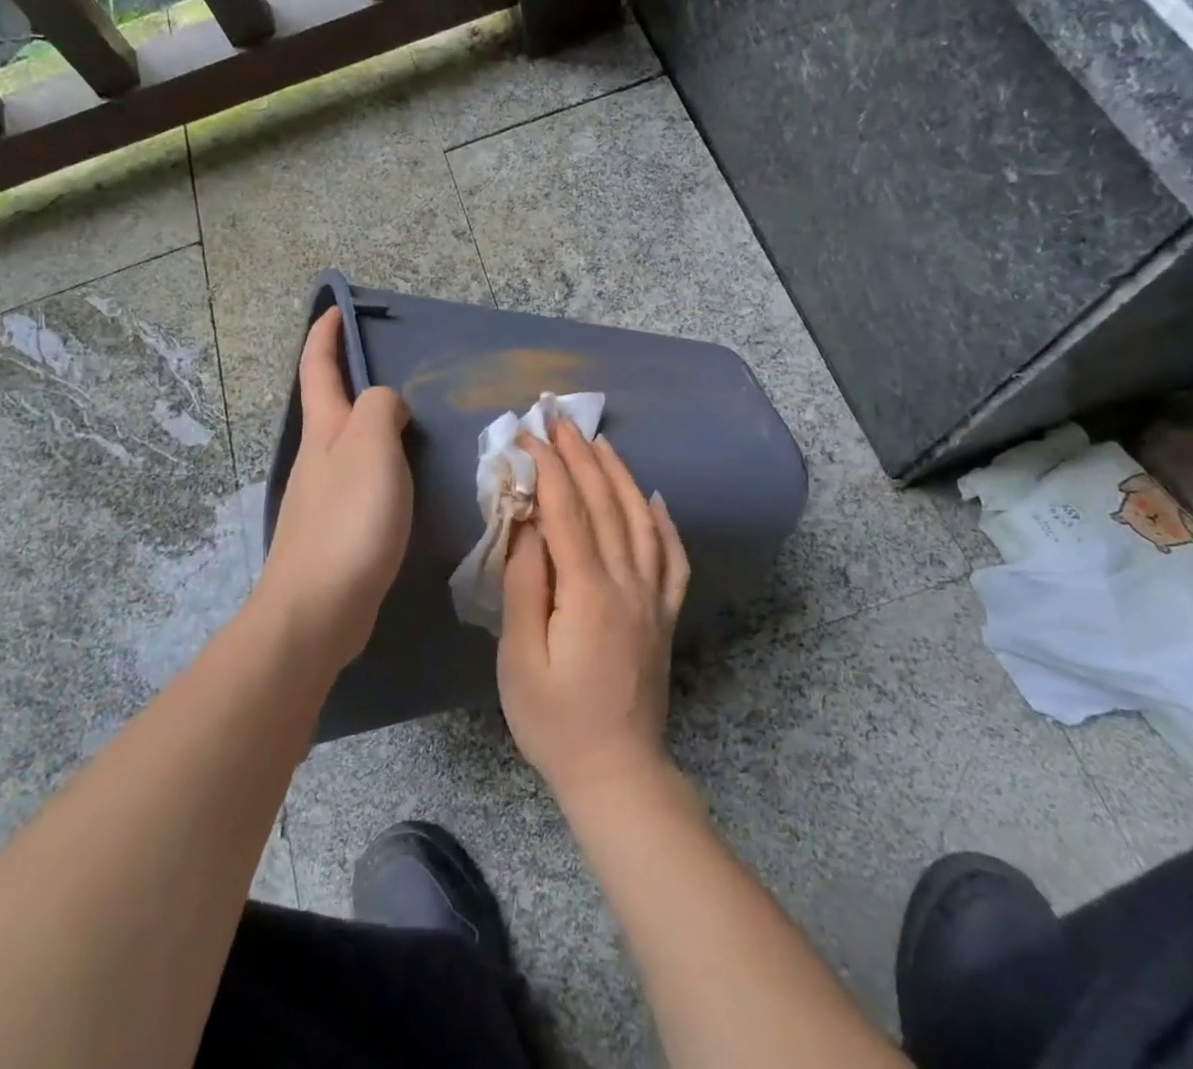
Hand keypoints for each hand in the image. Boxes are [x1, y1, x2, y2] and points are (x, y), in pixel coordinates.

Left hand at [257, 307, 411, 671]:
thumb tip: (385, 404)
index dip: (325, 335)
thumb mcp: (370, 447)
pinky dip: (379, 465)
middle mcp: (317, 457)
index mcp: (324, 430)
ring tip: (409, 424)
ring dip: (369, 425)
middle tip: (394, 371)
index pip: (317, 368)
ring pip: (346, 444)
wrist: (318, 608)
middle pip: (330, 405)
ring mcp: (322, 495)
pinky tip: (402, 482)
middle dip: (349, 379)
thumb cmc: (349, 519)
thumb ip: (379, 409)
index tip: (335, 309)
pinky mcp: (334, 529)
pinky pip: (359, 479)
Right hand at [497, 420, 690, 806]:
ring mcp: (653, 597)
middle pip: (607, 503)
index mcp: (588, 592)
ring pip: (641, 519)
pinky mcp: (665, 614)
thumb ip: (525, 587)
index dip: (549, 467)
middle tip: (560, 420)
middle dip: (581, 456)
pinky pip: (671, 556)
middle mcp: (628, 583)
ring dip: (620, 475)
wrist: (617, 772)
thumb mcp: (520, 659)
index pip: (568, 511)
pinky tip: (655, 498)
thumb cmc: (555, 721)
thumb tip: (528, 528)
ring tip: (600, 442)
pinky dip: (664, 521)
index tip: (530, 434)